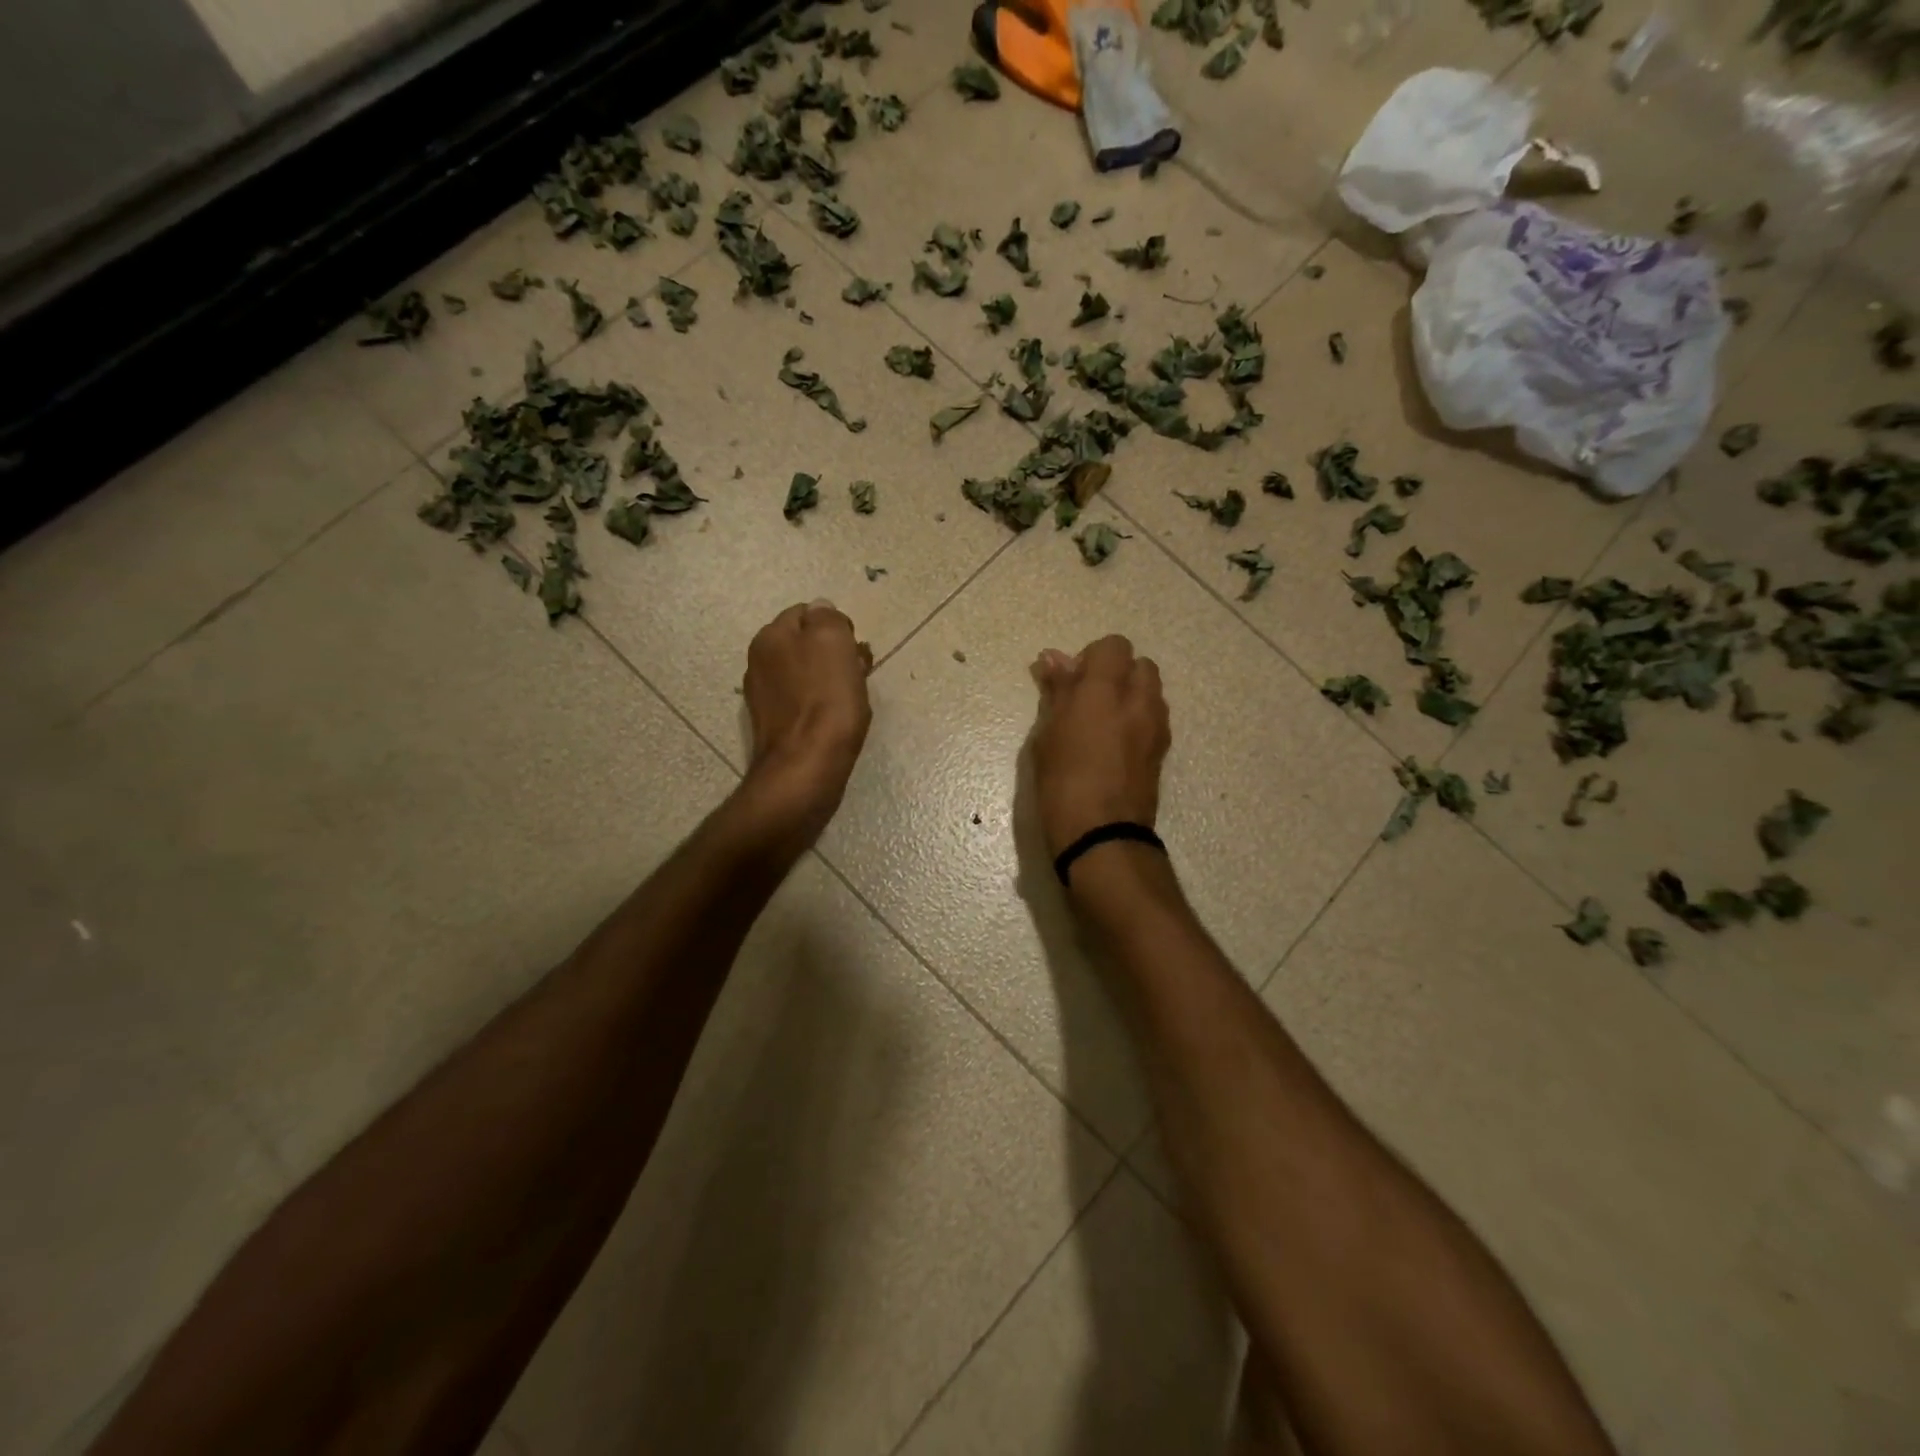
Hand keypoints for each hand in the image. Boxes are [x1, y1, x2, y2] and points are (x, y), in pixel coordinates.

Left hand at [741, 601, 872, 840]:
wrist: (806, 768)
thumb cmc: (826, 702)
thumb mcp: (833, 641)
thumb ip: (827, 617)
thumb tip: (821, 610)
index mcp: (770, 637)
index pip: (807, 613)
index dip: (837, 627)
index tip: (856, 649)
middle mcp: (760, 662)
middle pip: (807, 645)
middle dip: (835, 654)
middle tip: (859, 674)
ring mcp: (765, 697)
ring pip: (807, 674)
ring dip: (831, 680)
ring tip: (853, 699)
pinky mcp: (776, 726)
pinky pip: (805, 702)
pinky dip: (822, 705)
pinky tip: (837, 720)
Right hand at [1030, 635, 1170, 859]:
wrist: (1102, 835)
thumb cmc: (1062, 781)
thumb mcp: (1047, 734)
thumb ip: (1056, 691)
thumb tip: (1053, 658)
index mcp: (1105, 689)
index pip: (1114, 645)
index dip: (1092, 658)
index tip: (1072, 682)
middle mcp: (1139, 700)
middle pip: (1140, 664)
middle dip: (1117, 674)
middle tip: (1088, 700)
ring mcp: (1156, 726)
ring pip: (1151, 691)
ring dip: (1130, 696)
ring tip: (1101, 725)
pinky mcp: (1163, 751)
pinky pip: (1153, 718)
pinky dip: (1137, 720)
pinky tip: (1114, 746)